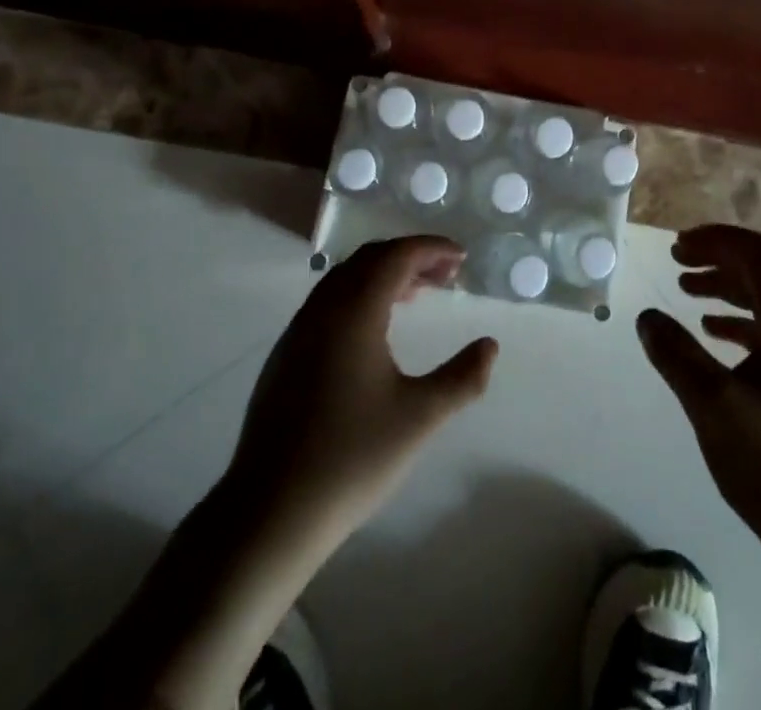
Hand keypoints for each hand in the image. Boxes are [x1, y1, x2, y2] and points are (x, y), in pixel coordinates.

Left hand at [222, 236, 498, 552]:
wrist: (269, 512)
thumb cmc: (351, 458)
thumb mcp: (419, 418)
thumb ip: (462, 378)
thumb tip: (490, 346)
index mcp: (354, 311)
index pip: (396, 256)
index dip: (431, 248)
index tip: (462, 258)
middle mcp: (323, 309)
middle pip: (369, 259)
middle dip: (410, 257)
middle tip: (446, 275)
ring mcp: (298, 331)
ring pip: (345, 279)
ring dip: (383, 275)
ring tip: (417, 295)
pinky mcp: (285, 356)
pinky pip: (329, 302)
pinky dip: (360, 295)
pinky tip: (375, 330)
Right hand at [638, 224, 760, 535]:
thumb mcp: (712, 403)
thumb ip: (675, 353)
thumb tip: (647, 317)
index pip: (757, 252)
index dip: (716, 238)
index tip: (677, 245)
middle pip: (760, 272)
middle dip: (717, 259)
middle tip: (675, 261)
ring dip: (724, 290)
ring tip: (685, 292)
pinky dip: (735, 324)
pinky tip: (711, 336)